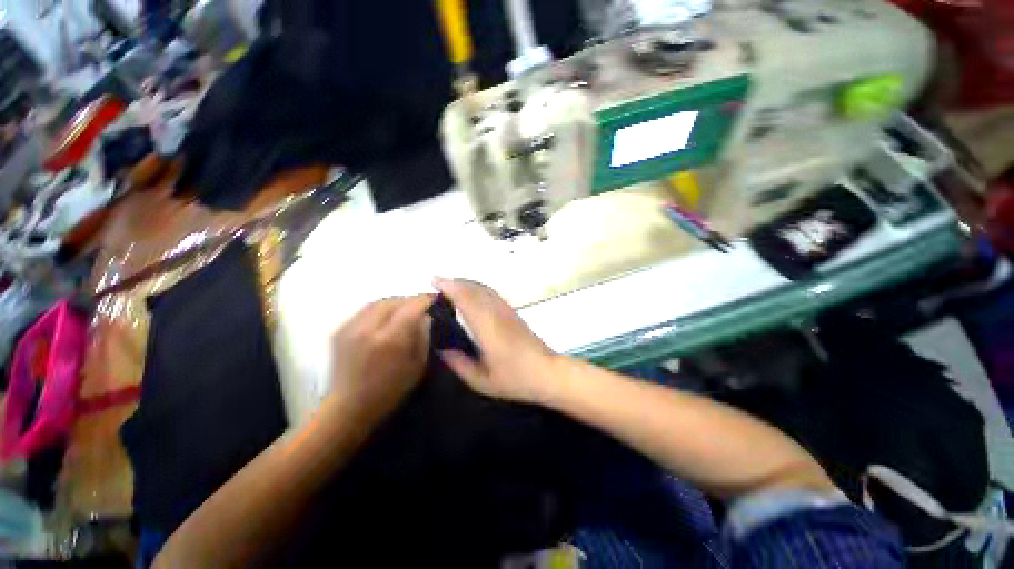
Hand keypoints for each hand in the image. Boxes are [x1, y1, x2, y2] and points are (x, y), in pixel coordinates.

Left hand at [328, 295, 433, 420]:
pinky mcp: (340, 330)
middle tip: (422, 305)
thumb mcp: (417, 366)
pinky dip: (380, 308)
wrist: (348, 407)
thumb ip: (423, 336)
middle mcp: (369, 328)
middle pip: (394, 300)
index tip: (436, 299)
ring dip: (395, 302)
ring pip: (378, 301)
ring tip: (405, 309)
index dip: (426, 300)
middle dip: (411, 300)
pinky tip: (386, 317)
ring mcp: (351, 327)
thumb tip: (426, 316)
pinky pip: (365, 310)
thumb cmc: (390, 390)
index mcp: (391, 340)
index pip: (412, 307)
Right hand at [434, 278, 559, 403]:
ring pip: (485, 288)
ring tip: (453, 285)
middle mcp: (496, 312)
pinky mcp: (514, 313)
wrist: (547, 372)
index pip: (465, 298)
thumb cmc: (515, 378)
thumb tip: (441, 350)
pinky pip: (493, 294)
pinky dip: (479, 289)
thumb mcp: (482, 380)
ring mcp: (507, 310)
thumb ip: (459, 364)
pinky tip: (474, 295)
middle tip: (439, 283)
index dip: (449, 286)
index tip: (434, 280)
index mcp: (486, 326)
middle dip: (456, 282)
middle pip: (474, 288)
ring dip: (468, 283)